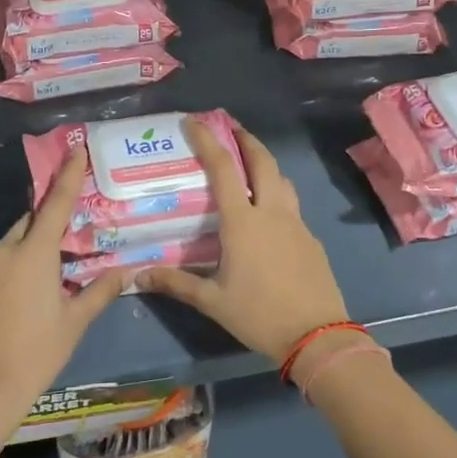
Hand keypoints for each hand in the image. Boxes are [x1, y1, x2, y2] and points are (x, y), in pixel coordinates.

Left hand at [0, 147, 123, 407]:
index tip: (76, 149)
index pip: (56, 204)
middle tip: (82, 210)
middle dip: (55, 211)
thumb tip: (127, 272)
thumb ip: (100, 291)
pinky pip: (10, 255)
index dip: (68, 175)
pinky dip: (29, 252)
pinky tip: (47, 271)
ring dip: (42, 235)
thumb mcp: (74, 321)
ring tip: (69, 245)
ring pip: (20, 237)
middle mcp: (7, 251)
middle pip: (34, 218)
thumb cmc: (37, 352)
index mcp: (33, 253)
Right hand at [136, 120, 347, 362]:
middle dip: (245, 138)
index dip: (207, 140)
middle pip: (262, 160)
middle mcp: (271, 212)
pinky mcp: (311, 239)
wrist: (318, 336)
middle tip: (229, 127)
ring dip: (265, 162)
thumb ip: (177, 283)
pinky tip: (267, 212)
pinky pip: (291, 204)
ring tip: (250, 163)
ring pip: (281, 179)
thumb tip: (138, 275)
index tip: (194, 121)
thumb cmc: (260, 315)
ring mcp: (296, 223)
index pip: (223, 168)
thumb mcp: (213, 301)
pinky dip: (276, 192)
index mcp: (243, 222)